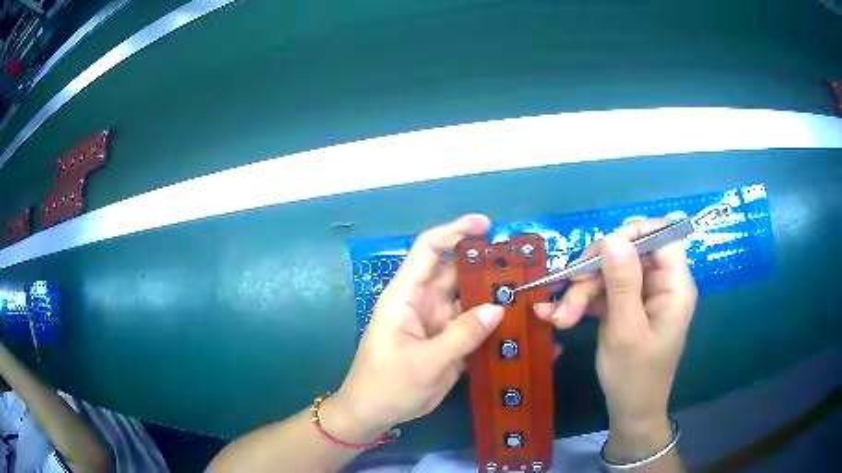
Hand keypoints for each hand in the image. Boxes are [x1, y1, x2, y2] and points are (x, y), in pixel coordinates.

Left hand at [328, 215, 504, 436]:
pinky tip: (520, 330)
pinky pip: (473, 329)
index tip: (486, 225)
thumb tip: (498, 308)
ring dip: (495, 297)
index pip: (429, 250)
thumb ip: (462, 335)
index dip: (455, 231)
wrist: (374, 414)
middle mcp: (423, 303)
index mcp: (406, 296)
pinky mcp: (448, 344)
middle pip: (456, 274)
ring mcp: (438, 324)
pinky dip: (493, 328)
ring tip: (531, 295)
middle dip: (486, 266)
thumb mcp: (425, 363)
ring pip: (469, 301)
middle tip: (524, 266)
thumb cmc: (387, 385)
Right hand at [534, 220, 696, 440]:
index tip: (601, 248)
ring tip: (559, 317)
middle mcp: (660, 285)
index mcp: (674, 286)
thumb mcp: (625, 330)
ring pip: (611, 274)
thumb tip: (612, 237)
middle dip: (596, 271)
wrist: (629, 412)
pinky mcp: (626, 308)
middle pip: (629, 254)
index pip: (662, 236)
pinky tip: (556, 315)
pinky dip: (581, 302)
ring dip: (582, 292)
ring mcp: (642, 296)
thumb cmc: (634, 376)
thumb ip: (622, 283)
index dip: (634, 233)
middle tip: (568, 288)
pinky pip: (604, 293)